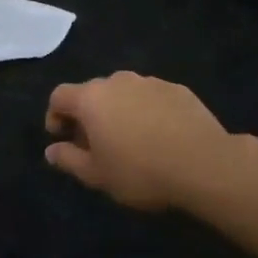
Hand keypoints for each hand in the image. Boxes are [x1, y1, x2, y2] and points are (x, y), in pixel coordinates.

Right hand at [45, 72, 257, 211]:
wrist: (206, 164)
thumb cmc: (141, 171)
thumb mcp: (97, 175)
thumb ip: (69, 160)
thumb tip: (51, 151)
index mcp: (91, 98)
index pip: (59, 96)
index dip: (54, 115)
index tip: (62, 138)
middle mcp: (117, 81)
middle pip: (92, 92)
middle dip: (88, 114)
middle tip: (96, 143)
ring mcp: (149, 82)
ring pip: (124, 93)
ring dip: (119, 111)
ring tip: (131, 139)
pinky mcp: (177, 89)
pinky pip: (151, 98)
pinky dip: (147, 112)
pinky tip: (160, 136)